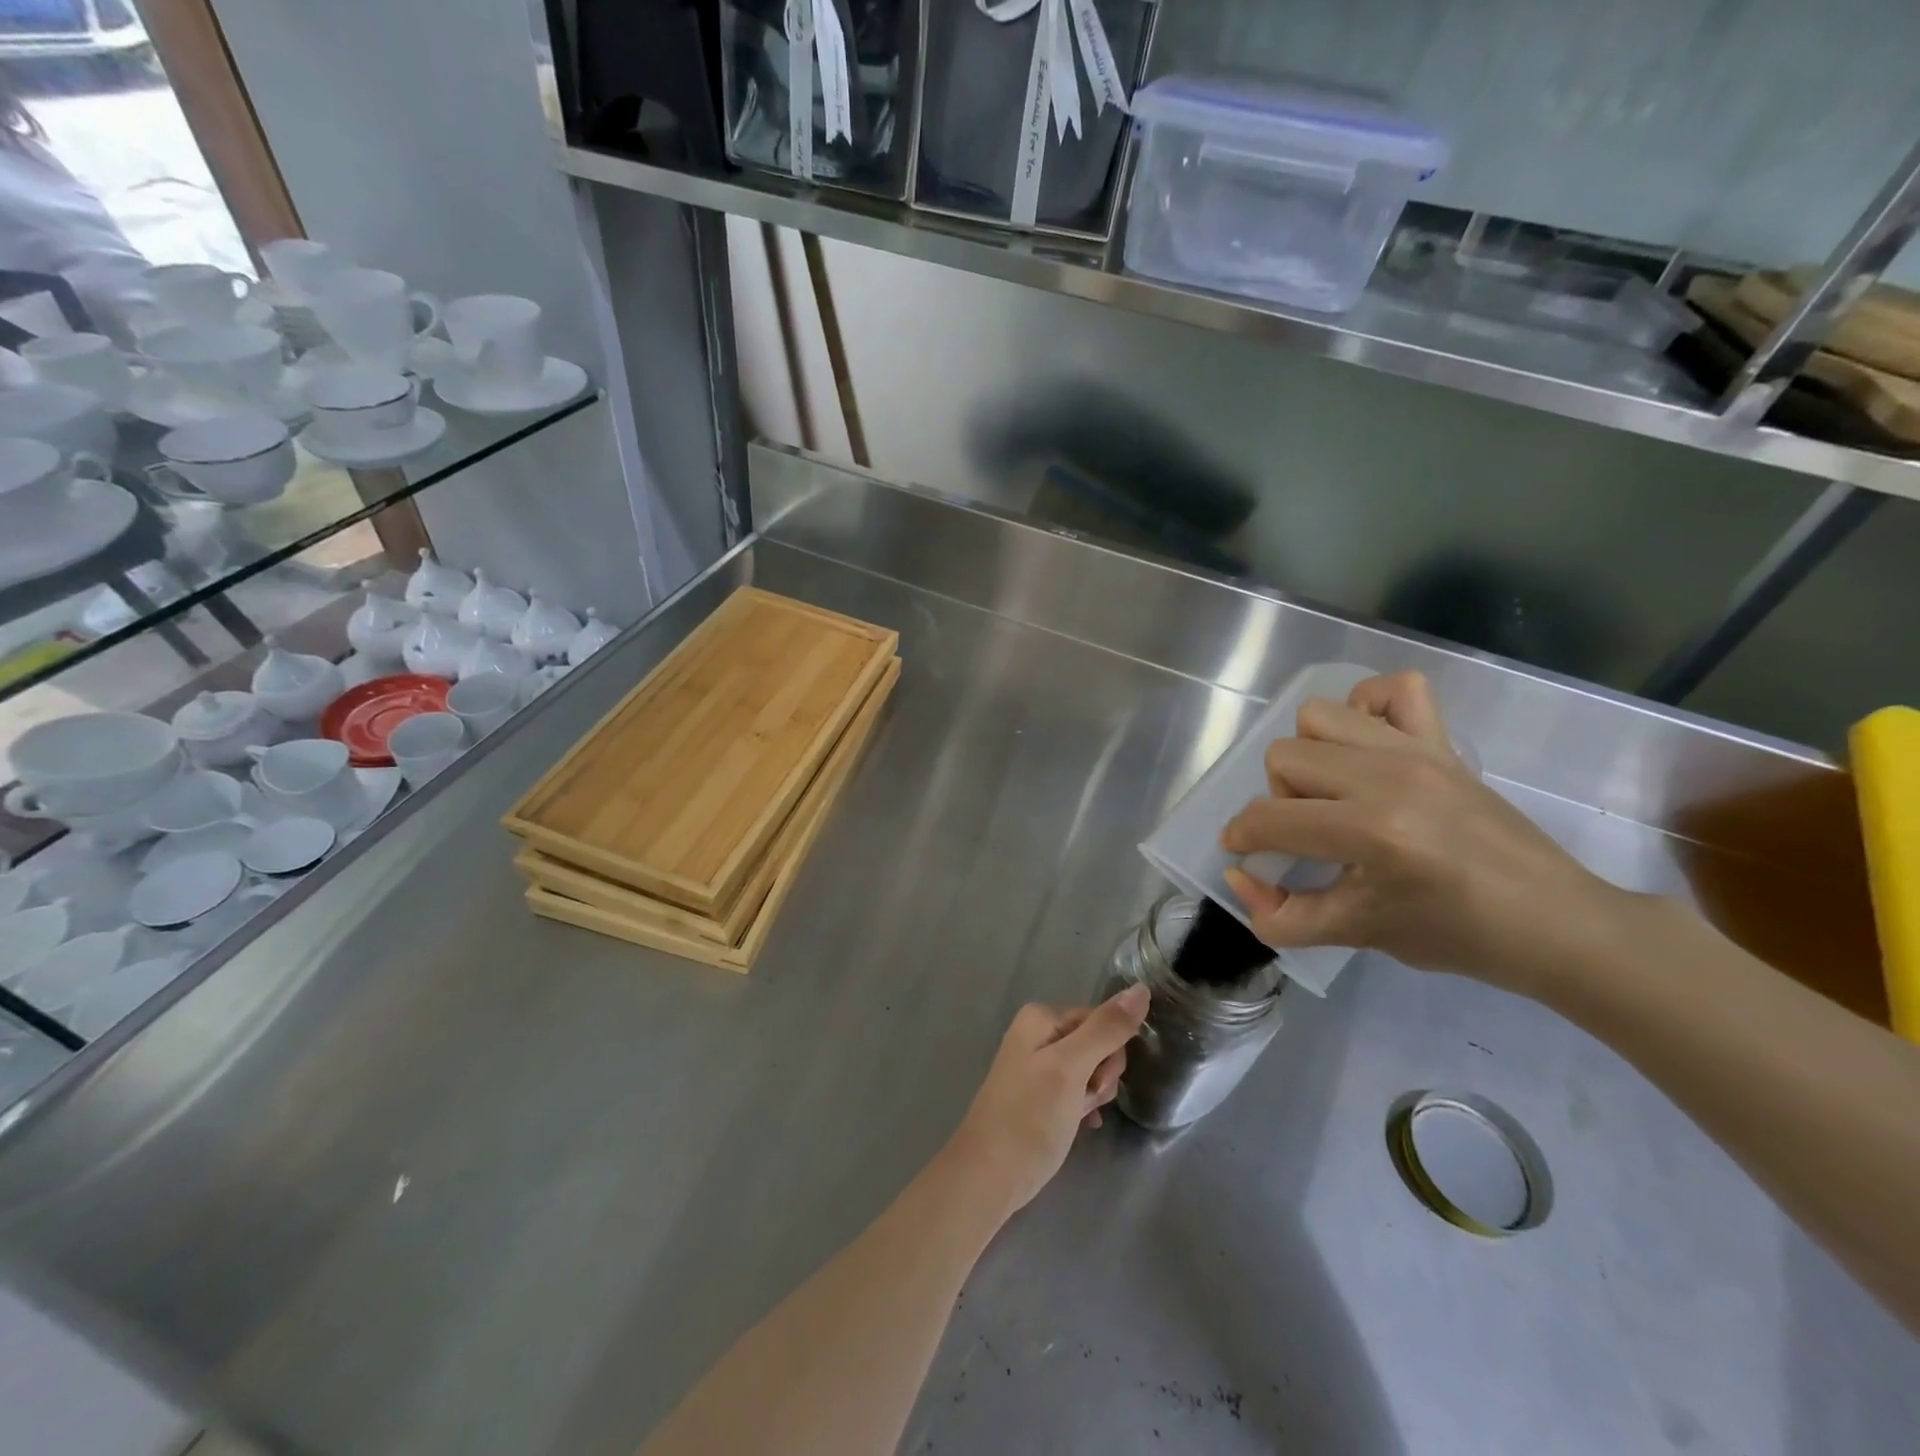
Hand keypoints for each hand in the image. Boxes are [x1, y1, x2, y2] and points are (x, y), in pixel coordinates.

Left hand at [944, 986, 1148, 1219]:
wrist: (988, 1177)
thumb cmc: (1030, 1118)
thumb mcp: (1071, 1068)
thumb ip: (1106, 1029)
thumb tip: (1142, 988)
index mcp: (1041, 1017)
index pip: (1100, 1019)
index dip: (1109, 1053)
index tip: (1095, 1082)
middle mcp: (1037, 1033)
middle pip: (1096, 1043)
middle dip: (1101, 1075)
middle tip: (1083, 1100)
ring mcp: (1036, 1065)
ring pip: (1089, 1069)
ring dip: (1093, 1093)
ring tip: (1075, 1117)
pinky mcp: (1039, 1095)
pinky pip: (1076, 1090)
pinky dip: (1083, 1106)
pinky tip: (1081, 1125)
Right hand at [1221, 672, 1624, 994]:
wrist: (1554, 923)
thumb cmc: (1457, 937)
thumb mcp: (1356, 935)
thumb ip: (1281, 915)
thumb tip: (1238, 878)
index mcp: (1371, 831)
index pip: (1270, 818)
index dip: (1242, 837)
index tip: (1244, 854)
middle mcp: (1389, 776)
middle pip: (1284, 755)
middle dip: (1279, 797)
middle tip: (1308, 831)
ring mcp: (1418, 751)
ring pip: (1320, 715)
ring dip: (1311, 753)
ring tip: (1334, 791)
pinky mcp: (1443, 742)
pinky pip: (1393, 689)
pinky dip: (1368, 707)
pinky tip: (1369, 749)